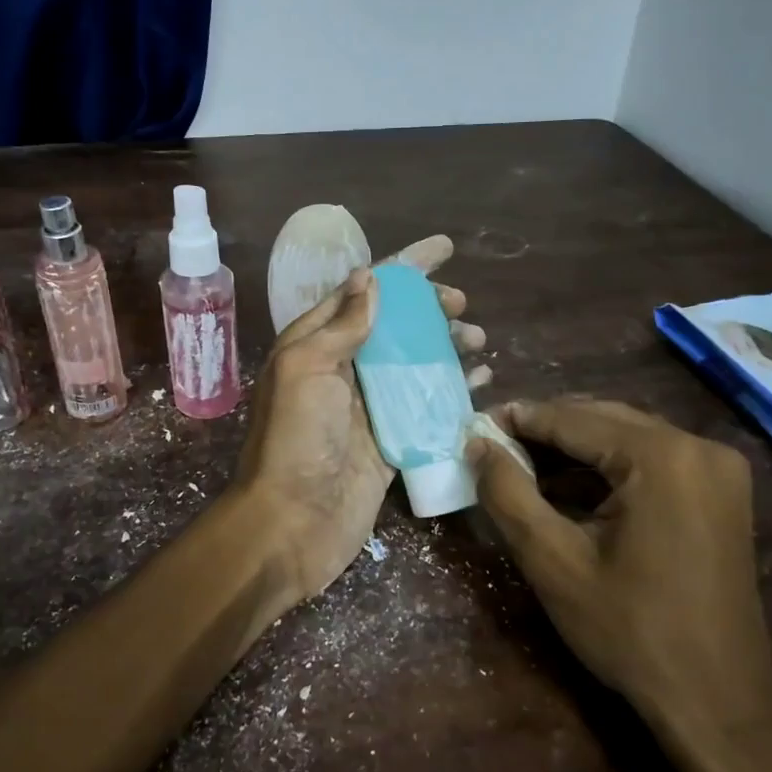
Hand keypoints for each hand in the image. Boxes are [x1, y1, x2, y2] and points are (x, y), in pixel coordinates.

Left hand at [234, 236, 485, 616]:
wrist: (291, 523)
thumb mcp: (306, 369)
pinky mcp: (390, 442)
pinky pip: (426, 406)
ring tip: (479, 339)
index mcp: (316, 345)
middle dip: (430, 308)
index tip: (444, 248)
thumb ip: (340, 325)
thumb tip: (369, 277)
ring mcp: (368, 407)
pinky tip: (480, 380)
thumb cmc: (295, 440)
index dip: (403, 267)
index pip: (364, 291)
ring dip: (446, 346)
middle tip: (463, 305)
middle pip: (394, 326)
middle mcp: (343, 370)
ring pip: (414, 363)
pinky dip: (453, 390)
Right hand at [466, 398, 771, 758]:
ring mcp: (717, 468)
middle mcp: (698, 446)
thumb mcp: (553, 562)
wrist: (718, 702)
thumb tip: (476, 444)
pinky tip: (570, 488)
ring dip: (574, 449)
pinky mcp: (721, 492)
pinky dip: (607, 468)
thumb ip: (508, 493)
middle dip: (545, 431)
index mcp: (661, 457)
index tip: (473, 426)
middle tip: (493, 448)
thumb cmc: (631, 632)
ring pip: (626, 437)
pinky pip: (651, 460)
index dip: (517, 419)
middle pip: (602, 419)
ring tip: (522, 466)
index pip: (572, 419)